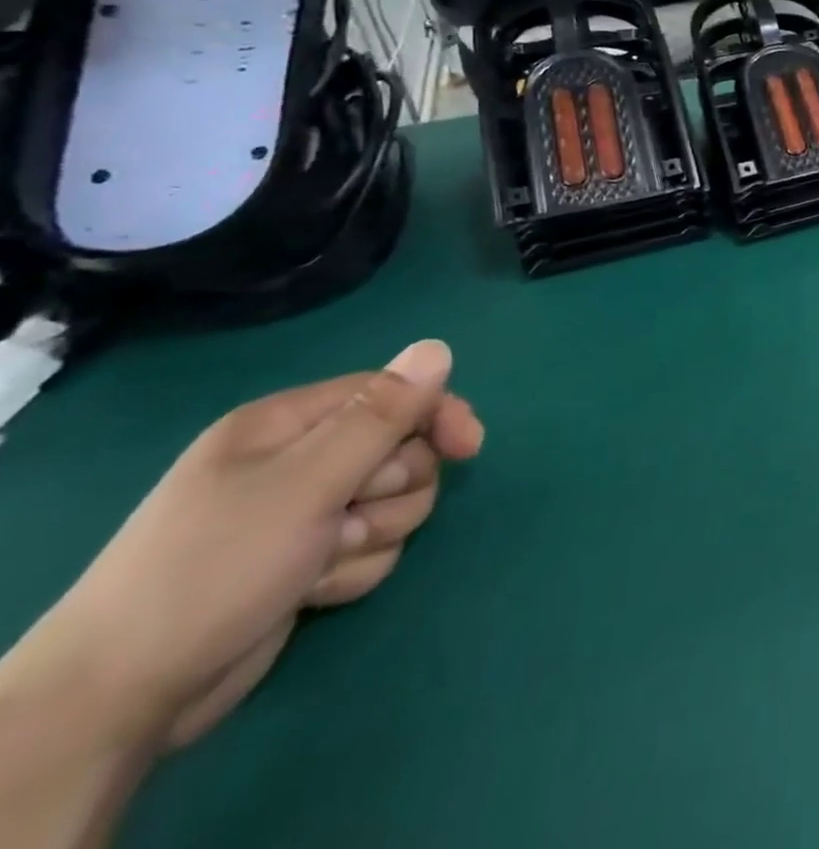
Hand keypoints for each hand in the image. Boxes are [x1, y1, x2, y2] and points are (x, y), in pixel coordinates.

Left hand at [42, 340, 482, 749]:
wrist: (122, 699)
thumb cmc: (215, 568)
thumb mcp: (307, 483)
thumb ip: (381, 415)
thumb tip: (439, 347)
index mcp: (288, 424)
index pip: (393, 394)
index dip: (435, 416)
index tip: (468, 448)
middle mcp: (299, 460)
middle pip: (403, 452)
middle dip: (389, 490)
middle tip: (344, 520)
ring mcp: (304, 513)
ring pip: (395, 504)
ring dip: (372, 536)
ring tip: (318, 562)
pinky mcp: (308, 559)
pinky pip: (372, 547)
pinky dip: (352, 569)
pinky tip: (309, 591)